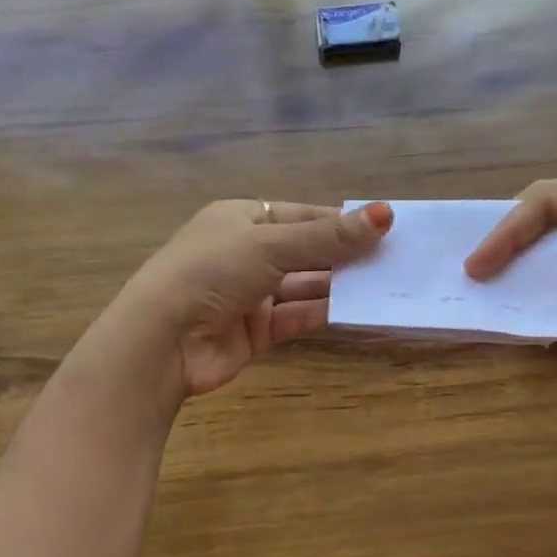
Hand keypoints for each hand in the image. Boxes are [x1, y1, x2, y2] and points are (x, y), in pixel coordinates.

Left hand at [111, 199, 392, 398]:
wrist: (162, 342)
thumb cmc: (211, 272)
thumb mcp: (271, 245)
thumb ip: (329, 237)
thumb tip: (385, 214)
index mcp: (241, 219)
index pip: (301, 215)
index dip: (340, 221)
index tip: (384, 226)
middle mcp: (246, 253)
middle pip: (307, 251)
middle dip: (346, 255)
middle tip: (395, 257)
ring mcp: (251, 294)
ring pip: (306, 285)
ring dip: (341, 285)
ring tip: (387, 284)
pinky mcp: (257, 331)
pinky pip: (299, 316)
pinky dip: (326, 313)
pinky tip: (361, 311)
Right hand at [464, 159, 556, 362]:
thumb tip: (524, 254)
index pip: (546, 201)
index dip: (507, 231)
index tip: (477, 263)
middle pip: (547, 221)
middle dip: (515, 246)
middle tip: (477, 270)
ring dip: (531, 269)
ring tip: (494, 287)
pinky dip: (553, 287)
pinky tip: (530, 300)